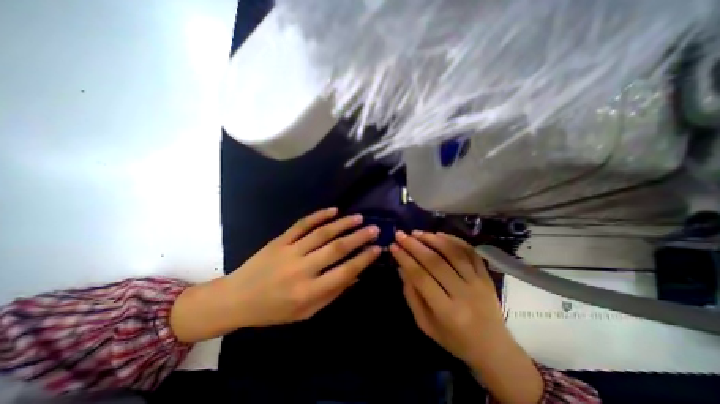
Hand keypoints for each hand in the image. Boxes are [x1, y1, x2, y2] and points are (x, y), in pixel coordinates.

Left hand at [230, 207, 381, 326]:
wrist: (236, 299)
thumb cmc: (274, 310)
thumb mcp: (306, 312)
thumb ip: (333, 293)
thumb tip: (356, 275)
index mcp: (308, 292)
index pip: (344, 272)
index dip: (364, 259)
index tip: (377, 249)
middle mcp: (301, 269)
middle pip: (336, 248)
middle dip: (359, 237)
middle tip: (375, 228)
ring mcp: (289, 251)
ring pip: (322, 233)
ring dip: (343, 223)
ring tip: (359, 217)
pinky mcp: (280, 240)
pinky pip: (302, 224)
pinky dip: (319, 215)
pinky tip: (333, 210)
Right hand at [392, 230, 542, 403]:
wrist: (494, 349)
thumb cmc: (454, 339)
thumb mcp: (426, 324)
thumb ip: (412, 296)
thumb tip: (402, 268)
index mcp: (447, 312)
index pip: (421, 277)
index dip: (405, 259)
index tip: (393, 246)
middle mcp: (464, 294)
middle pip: (435, 262)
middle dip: (414, 245)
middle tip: (401, 234)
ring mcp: (478, 283)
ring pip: (453, 253)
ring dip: (433, 239)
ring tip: (417, 233)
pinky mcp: (486, 276)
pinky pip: (470, 252)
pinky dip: (454, 240)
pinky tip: (439, 234)